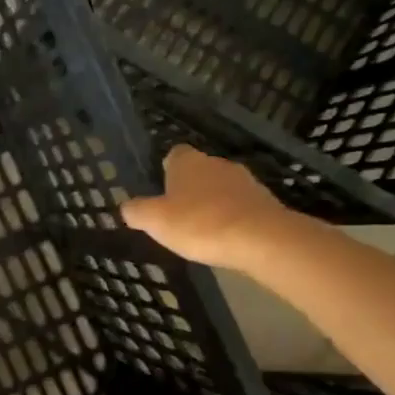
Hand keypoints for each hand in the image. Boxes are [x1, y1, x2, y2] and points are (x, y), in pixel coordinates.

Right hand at [120, 146, 289, 270]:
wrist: (262, 240)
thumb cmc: (199, 223)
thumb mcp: (154, 220)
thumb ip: (136, 211)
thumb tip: (128, 207)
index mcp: (188, 162)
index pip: (174, 155)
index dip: (166, 170)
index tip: (161, 190)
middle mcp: (217, 164)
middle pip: (199, 171)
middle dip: (189, 188)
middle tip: (177, 214)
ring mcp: (246, 182)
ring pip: (222, 188)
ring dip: (213, 204)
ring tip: (202, 230)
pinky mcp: (267, 203)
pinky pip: (242, 207)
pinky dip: (233, 218)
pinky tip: (226, 238)